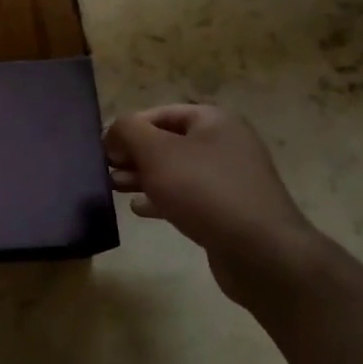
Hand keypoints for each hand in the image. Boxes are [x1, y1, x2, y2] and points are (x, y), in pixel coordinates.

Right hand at [104, 105, 324, 308]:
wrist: (259, 250)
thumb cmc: (204, 190)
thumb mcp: (156, 152)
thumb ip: (127, 131)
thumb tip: (113, 131)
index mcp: (213, 121)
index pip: (159, 113)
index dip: (128, 127)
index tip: (102, 149)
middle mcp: (224, 144)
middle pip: (166, 142)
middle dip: (133, 154)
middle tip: (106, 169)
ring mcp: (227, 178)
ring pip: (174, 171)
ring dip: (142, 177)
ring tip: (114, 187)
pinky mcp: (226, 209)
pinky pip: (186, 196)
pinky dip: (161, 199)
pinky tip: (140, 209)